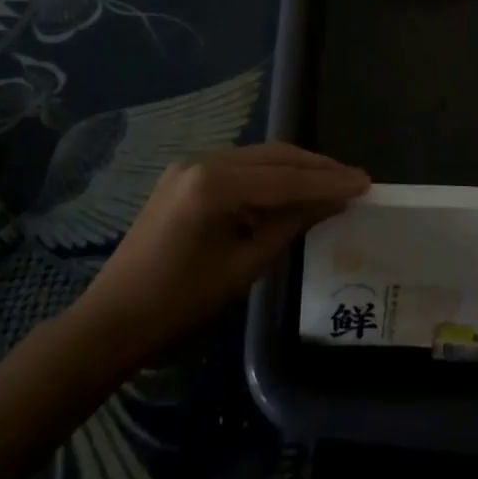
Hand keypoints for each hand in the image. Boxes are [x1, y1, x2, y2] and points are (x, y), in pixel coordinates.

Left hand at [82, 144, 368, 361]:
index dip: (329, 182)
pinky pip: (239, 167)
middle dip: (317, 168)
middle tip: (356, 179)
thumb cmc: (179, 305)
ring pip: (258, 158)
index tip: (366, 182)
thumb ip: (290, 225)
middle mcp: (203, 160)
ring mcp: (191, 164)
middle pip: (274, 157)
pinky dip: (269, 176)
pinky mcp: (185, 174)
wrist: (112, 321)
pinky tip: (291, 189)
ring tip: (333, 183)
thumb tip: (334, 200)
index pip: (285, 178)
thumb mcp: (243, 268)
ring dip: (296, 170)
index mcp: (215, 184)